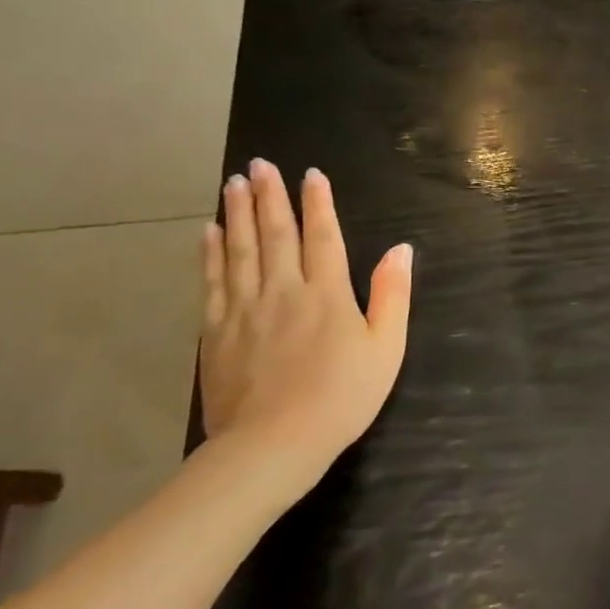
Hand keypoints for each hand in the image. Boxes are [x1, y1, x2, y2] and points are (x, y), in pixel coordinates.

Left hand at [198, 160, 412, 492]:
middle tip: (260, 165)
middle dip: (269, 197)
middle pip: (275, 234)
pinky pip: (213, 281)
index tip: (310, 173)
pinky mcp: (216, 331)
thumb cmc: (343, 396)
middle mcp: (283, 290)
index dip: (318, 203)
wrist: (273, 443)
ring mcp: (244, 309)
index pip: (323, 236)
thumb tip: (401, 250)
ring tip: (233, 183)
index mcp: (328, 294)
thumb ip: (392, 295)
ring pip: (239, 250)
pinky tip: (208, 232)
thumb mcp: (387, 348)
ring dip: (236, 214)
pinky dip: (210, 253)